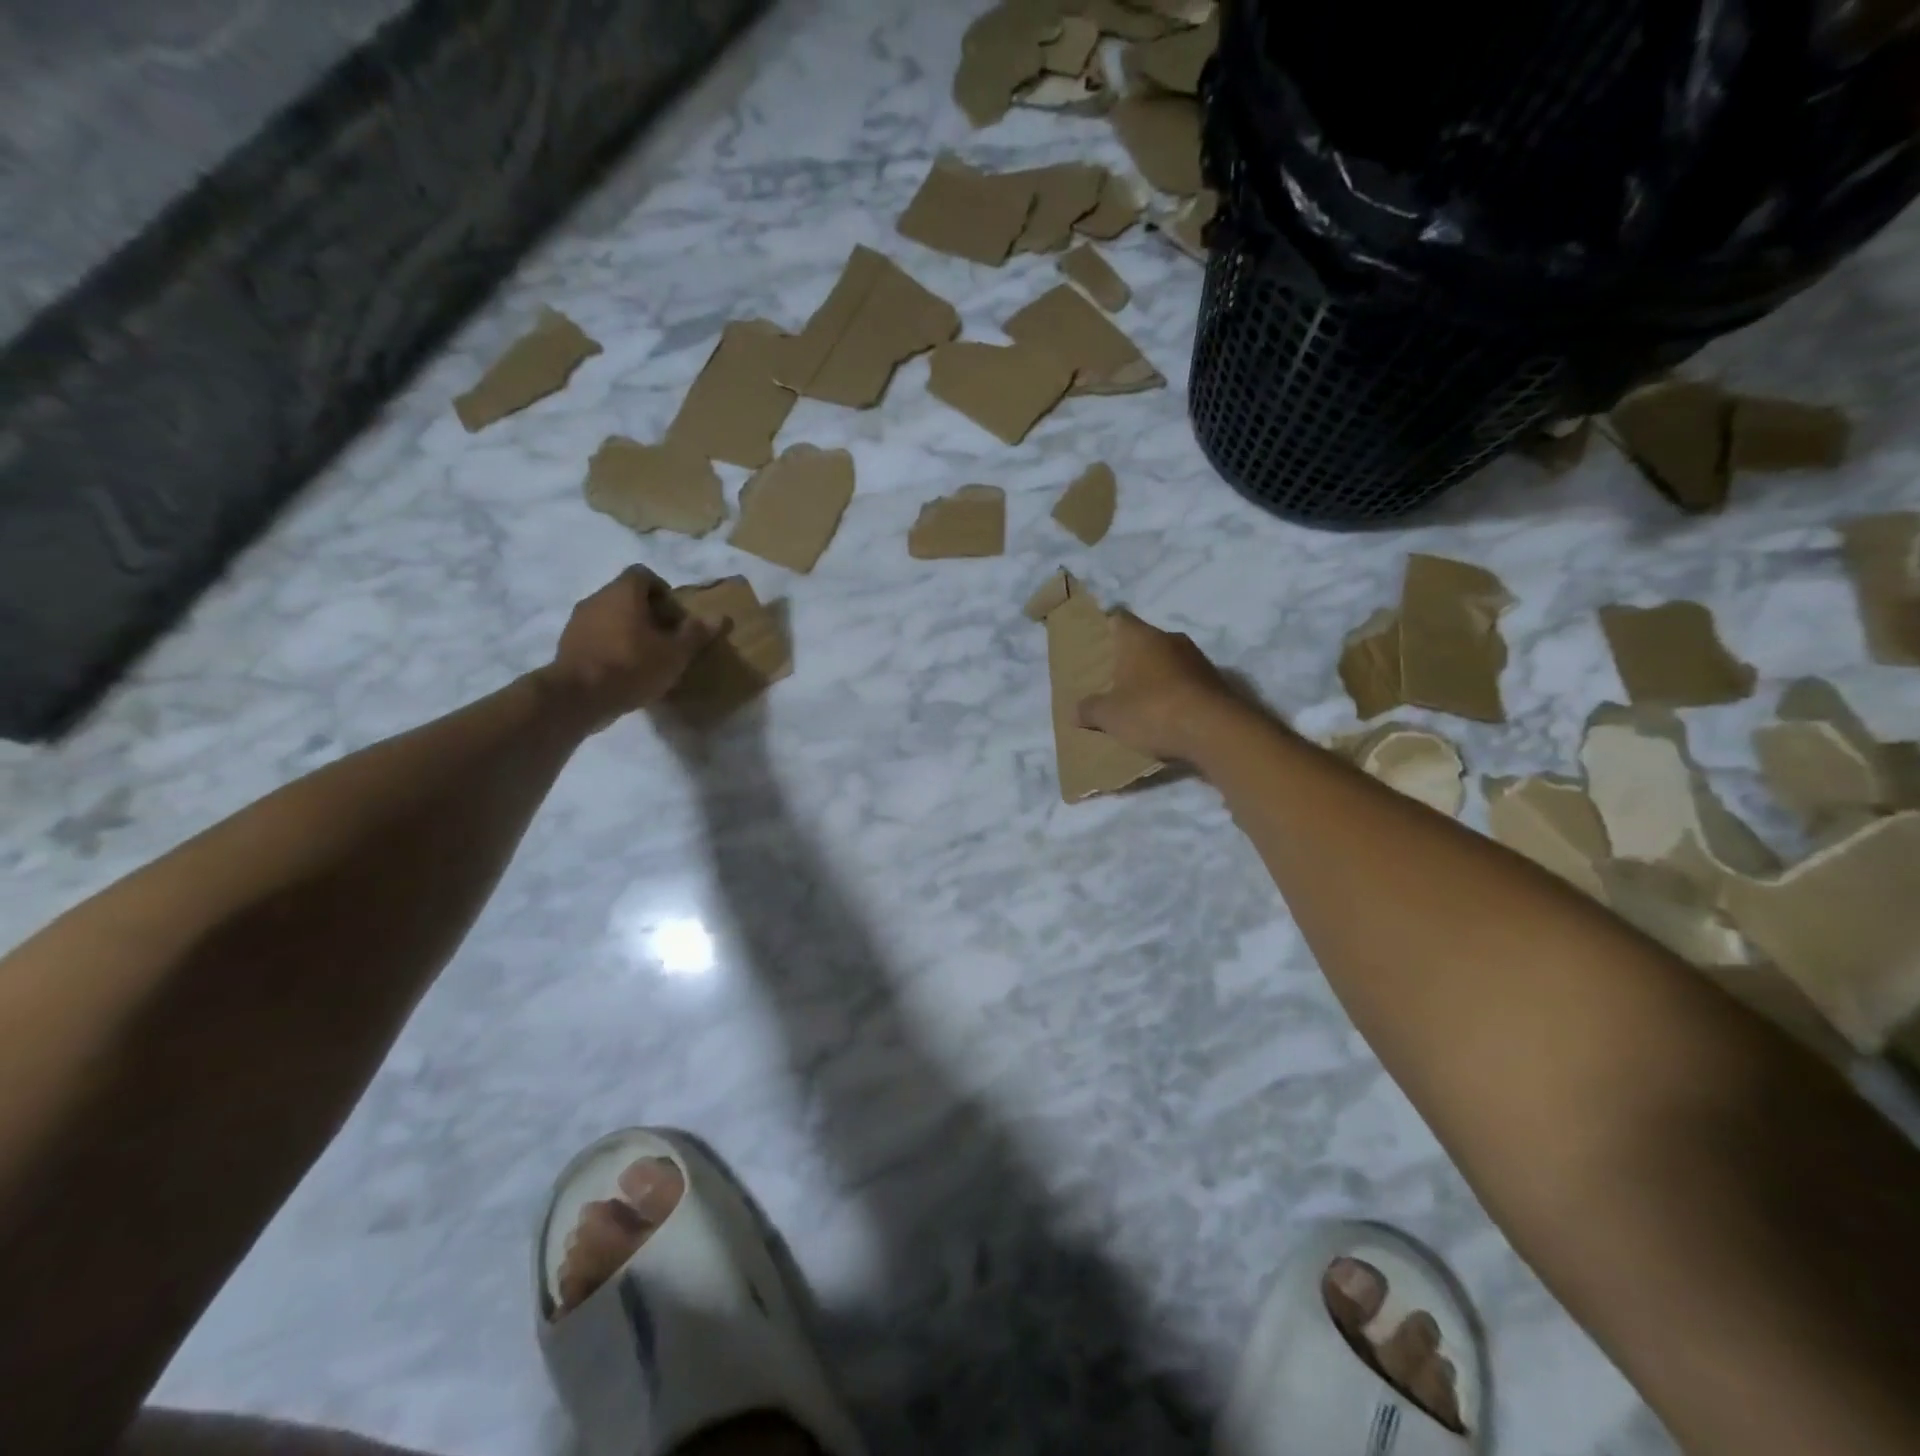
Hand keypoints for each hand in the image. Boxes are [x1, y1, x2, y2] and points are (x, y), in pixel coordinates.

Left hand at [540, 567, 715, 730]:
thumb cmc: (632, 666)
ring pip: (609, 616)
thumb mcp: (674, 653)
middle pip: (626, 595)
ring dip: (628, 629)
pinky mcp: (568, 644)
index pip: (643, 574)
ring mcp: (578, 621)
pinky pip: (595, 635)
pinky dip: (610, 645)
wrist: (578, 697)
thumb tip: (721, 617)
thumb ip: (696, 634)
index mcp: (623, 593)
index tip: (674, 616)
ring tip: (646, 656)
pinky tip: (623, 670)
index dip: (662, 590)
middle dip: (648, 612)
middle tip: (665, 638)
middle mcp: (597, 598)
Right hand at [1077, 610, 1243, 762]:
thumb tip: (1074, 710)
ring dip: (1155, 675)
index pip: (1118, 618)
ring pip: (1167, 659)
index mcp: (1139, 637)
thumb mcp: (1110, 716)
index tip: (1097, 641)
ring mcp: (1196, 657)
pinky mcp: (1215, 680)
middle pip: (1144, 640)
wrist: (1215, 731)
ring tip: (1140, 699)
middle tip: (1113, 676)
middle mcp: (1169, 638)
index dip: (1106, 627)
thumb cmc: (1152, 711)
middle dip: (1130, 656)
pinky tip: (1167, 713)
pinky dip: (1175, 691)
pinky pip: (1186, 680)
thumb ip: (1089, 709)